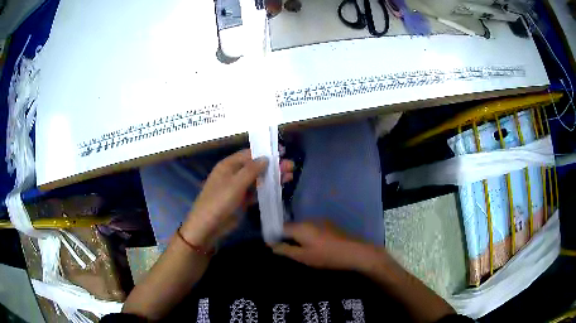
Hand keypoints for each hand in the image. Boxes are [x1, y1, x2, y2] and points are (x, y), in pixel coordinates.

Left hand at [180, 150, 293, 248]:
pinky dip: (267, 189)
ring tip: (290, 176)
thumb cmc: (219, 201)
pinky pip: (256, 192)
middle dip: (272, 166)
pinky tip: (280, 188)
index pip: (249, 154)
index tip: (282, 152)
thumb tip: (266, 158)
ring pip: (258, 179)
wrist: (208, 227)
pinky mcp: (242, 200)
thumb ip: (251, 170)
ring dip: (272, 177)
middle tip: (290, 166)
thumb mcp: (235, 183)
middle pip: (256, 166)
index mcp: (228, 165)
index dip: (265, 152)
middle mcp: (233, 174)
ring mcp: (238, 188)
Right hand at [271, 222, 381, 271]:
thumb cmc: (326, 256)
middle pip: (291, 226)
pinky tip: (311, 246)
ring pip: (302, 227)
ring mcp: (320, 221)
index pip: (280, 227)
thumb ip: (286, 250)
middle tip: (283, 249)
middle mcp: (309, 220)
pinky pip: (311, 228)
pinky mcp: (329, 225)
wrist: (354, 252)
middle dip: (285, 236)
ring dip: (296, 236)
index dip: (274, 236)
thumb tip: (272, 245)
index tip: (270, 245)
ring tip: (296, 249)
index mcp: (300, 227)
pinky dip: (307, 235)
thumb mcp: (303, 257)